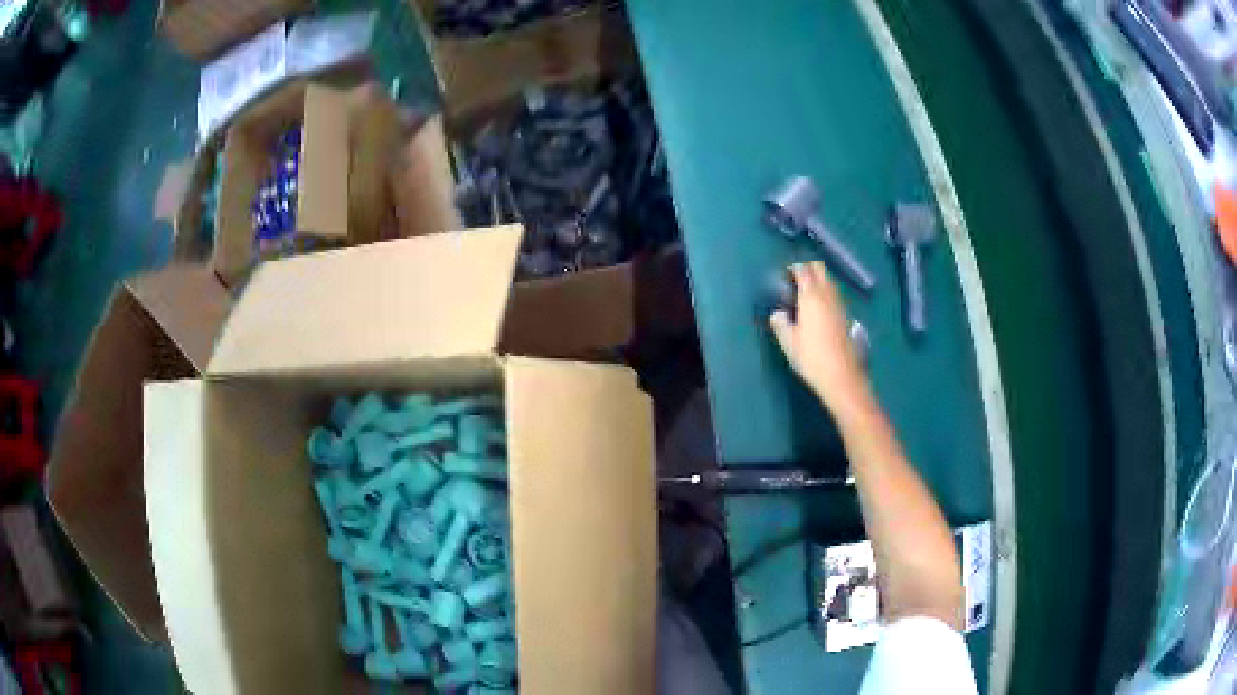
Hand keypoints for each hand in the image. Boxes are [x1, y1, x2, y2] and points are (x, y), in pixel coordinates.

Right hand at [770, 262, 870, 414]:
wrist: (841, 376)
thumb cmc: (811, 357)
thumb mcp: (789, 342)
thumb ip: (781, 323)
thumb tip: (778, 314)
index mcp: (811, 297)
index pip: (803, 270)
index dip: (793, 269)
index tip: (784, 277)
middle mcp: (827, 294)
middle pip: (820, 269)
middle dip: (808, 269)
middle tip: (795, 282)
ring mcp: (839, 304)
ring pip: (829, 280)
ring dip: (818, 280)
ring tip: (805, 295)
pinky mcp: (846, 315)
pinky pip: (834, 294)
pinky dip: (826, 293)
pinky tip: (819, 309)